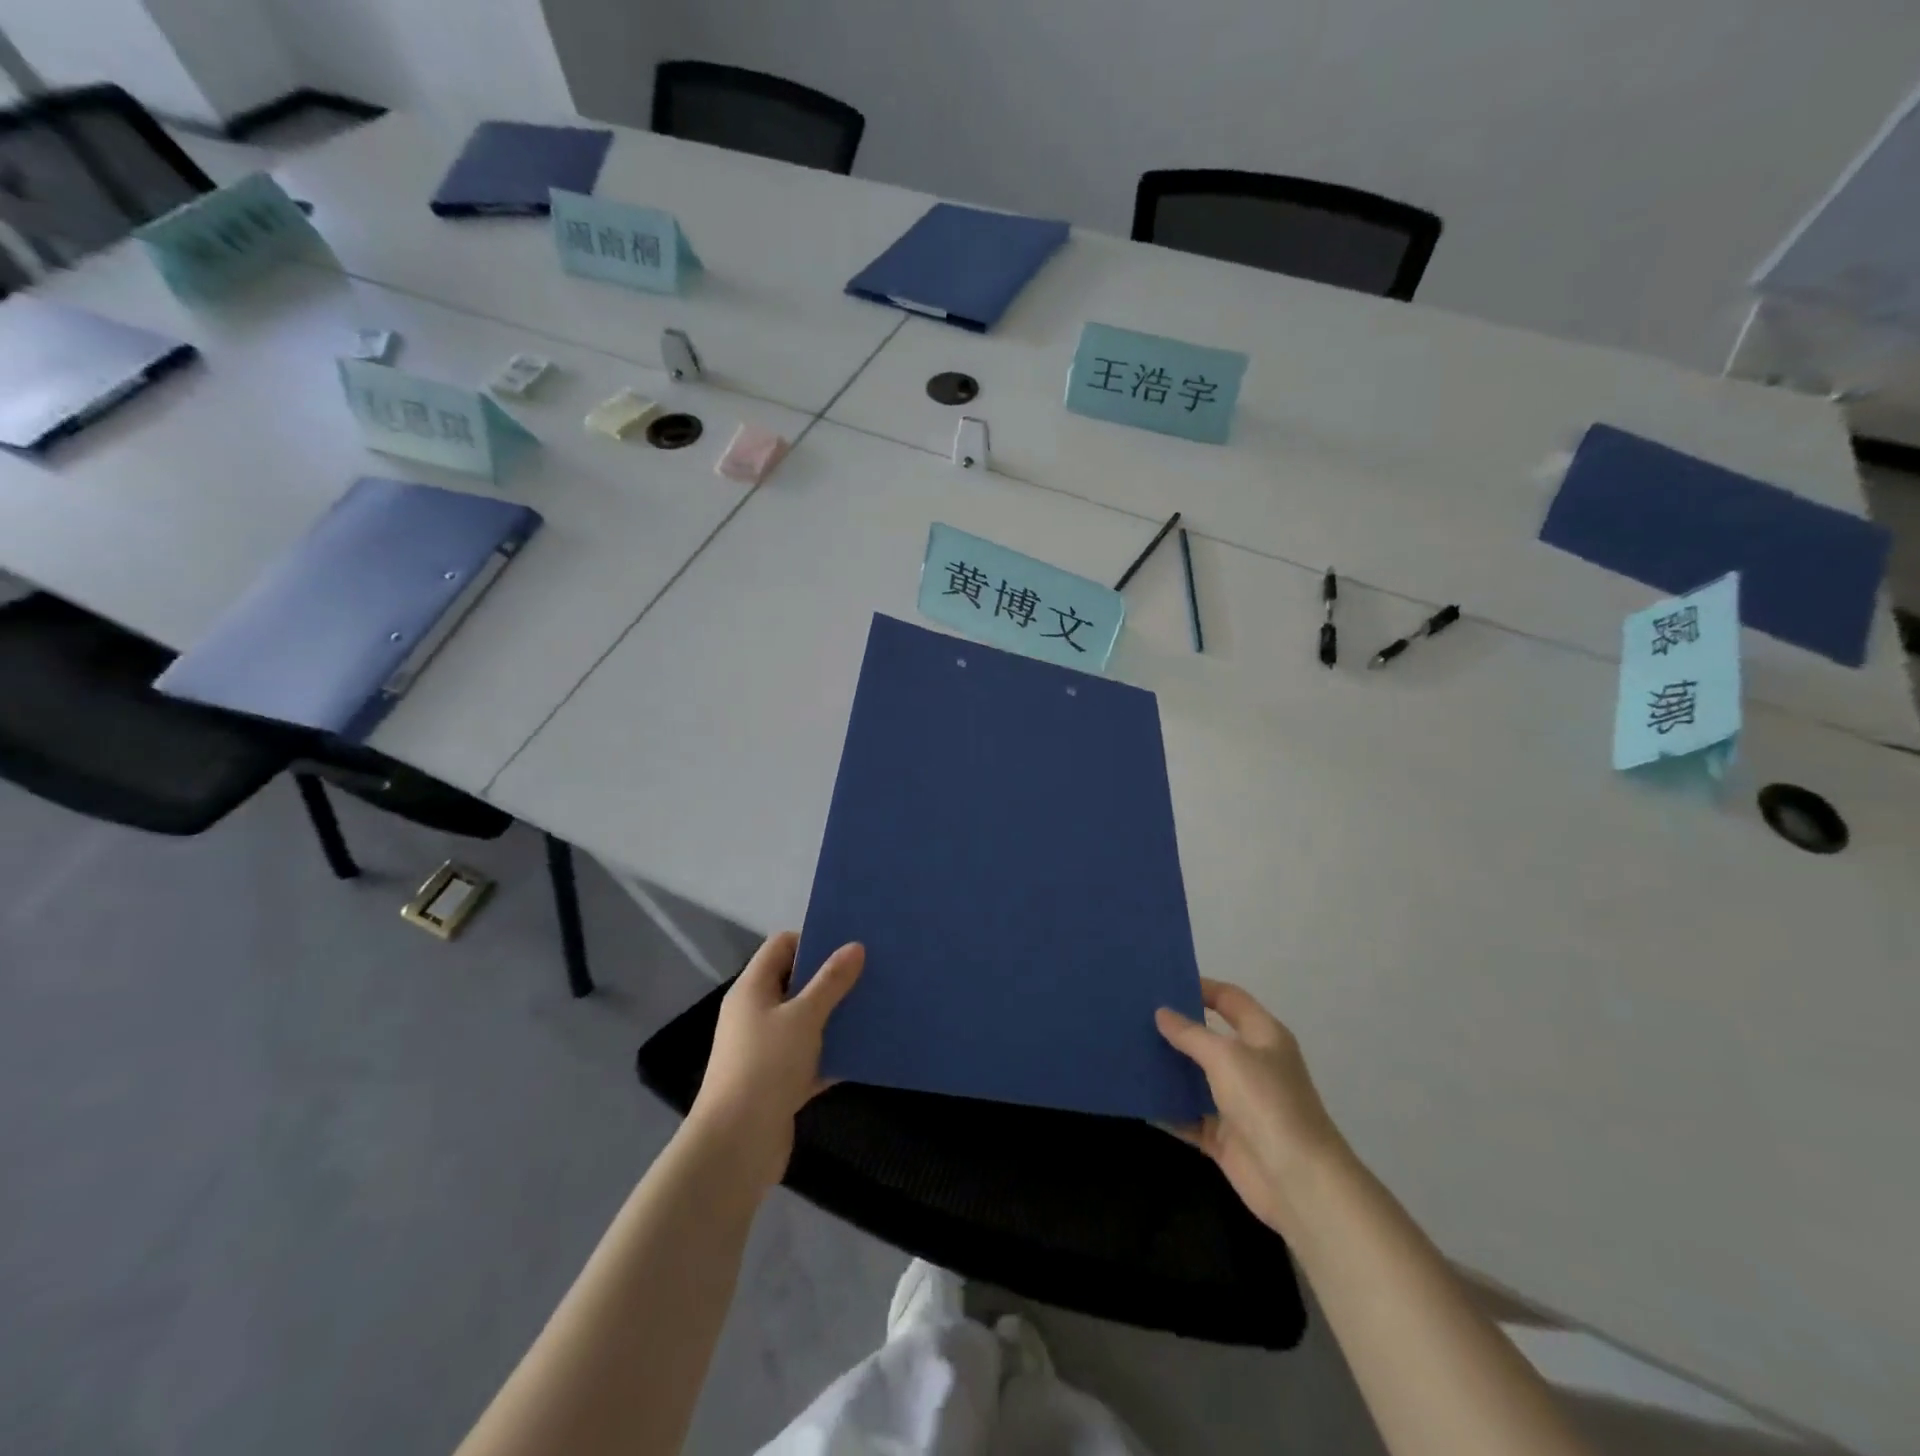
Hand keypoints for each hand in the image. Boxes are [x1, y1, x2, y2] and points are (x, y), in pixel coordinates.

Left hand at [688, 931, 864, 1191]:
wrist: (736, 1146)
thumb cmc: (766, 1067)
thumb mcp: (804, 1017)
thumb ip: (831, 981)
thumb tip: (855, 946)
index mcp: (752, 989)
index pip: (781, 946)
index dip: (813, 941)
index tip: (849, 946)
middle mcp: (755, 1014)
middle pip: (795, 982)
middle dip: (831, 978)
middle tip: (870, 973)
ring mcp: (765, 1050)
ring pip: (806, 1022)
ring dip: (835, 1017)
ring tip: (874, 1007)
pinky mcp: (778, 1083)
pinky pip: (810, 1058)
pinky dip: (832, 1055)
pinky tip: (865, 1052)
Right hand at [1156, 979, 1348, 1236]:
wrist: (1298, 1182)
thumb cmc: (1267, 1103)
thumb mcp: (1226, 1057)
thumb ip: (1191, 1034)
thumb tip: (1162, 1013)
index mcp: (1263, 1036)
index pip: (1230, 999)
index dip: (1201, 987)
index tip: (1163, 982)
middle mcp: (1251, 1065)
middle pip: (1208, 1038)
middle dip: (1175, 1029)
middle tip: (1134, 1015)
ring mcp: (1237, 1103)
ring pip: (1195, 1078)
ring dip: (1167, 1069)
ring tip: (1128, 1051)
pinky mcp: (1224, 1136)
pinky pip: (1188, 1116)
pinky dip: (1167, 1109)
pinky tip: (1137, 1097)